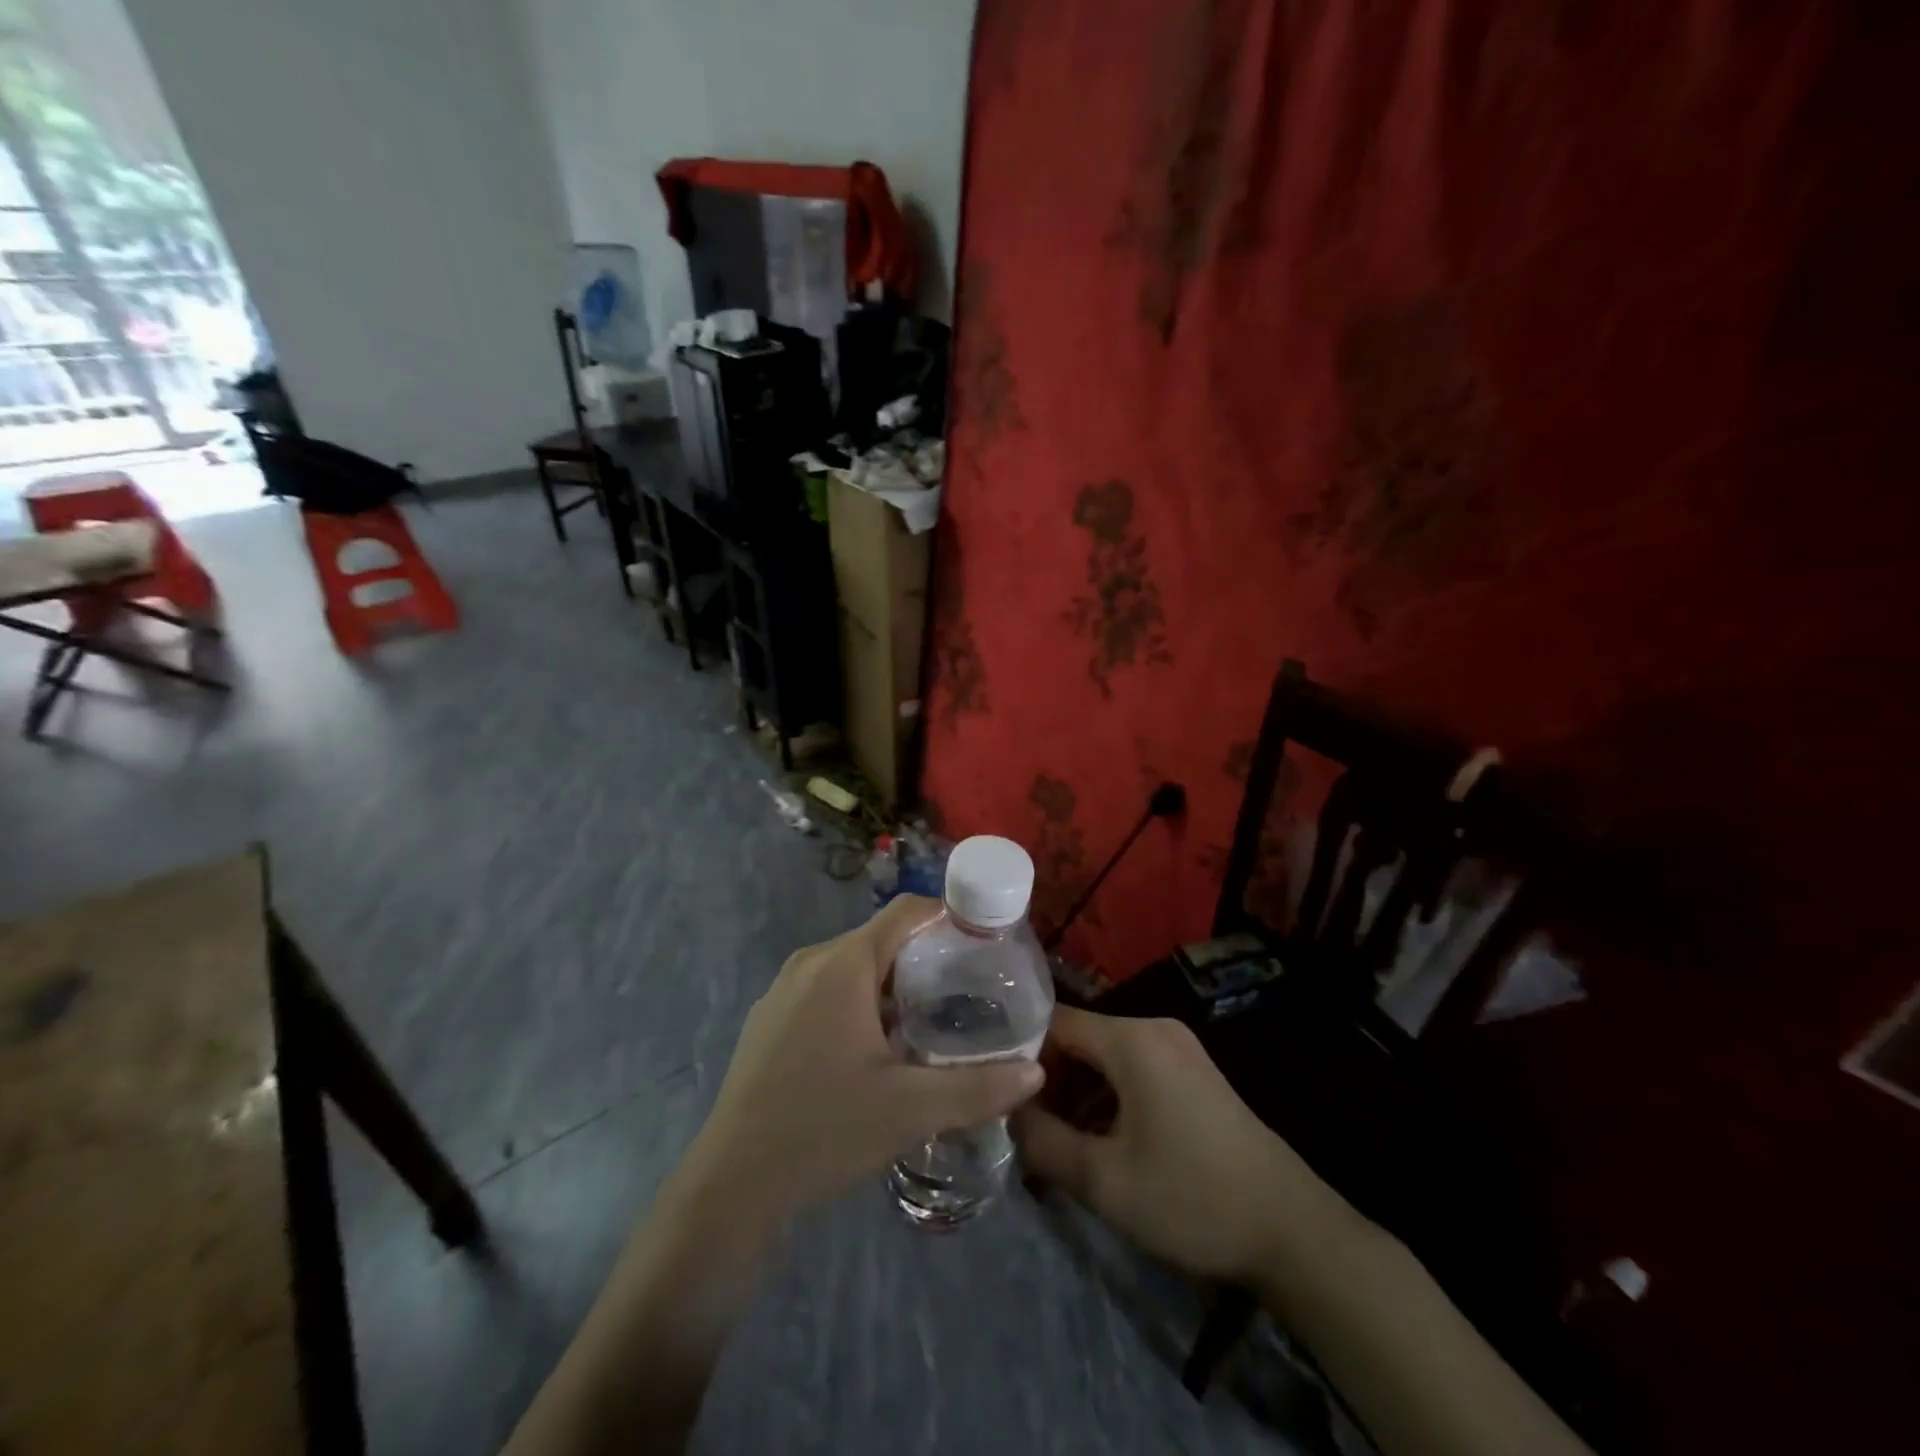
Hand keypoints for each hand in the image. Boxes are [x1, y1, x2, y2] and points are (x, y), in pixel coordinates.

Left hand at [677, 896, 1045, 1227]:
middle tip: (968, 993)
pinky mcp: (769, 1018)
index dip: (949, 917)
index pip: (906, 912)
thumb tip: (1036, 1072)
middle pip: (881, 939)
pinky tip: (876, 1050)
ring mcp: (784, 989)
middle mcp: (811, 962)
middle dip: (926, 959)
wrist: (730, 1185)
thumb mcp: (910, 1109)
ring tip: (931, 1022)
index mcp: (843, 964)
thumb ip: (978, 1088)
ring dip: (893, 985)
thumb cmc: (824, 1131)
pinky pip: (827, 990)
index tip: (985, 944)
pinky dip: (860, 1002)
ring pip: (853, 967)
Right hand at [1011, 1008, 1353, 1287]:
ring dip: (1077, 1090)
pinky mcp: (1193, 1071)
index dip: (1019, 1051)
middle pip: (1081, 1038)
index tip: (993, 1085)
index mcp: (1132, 1038)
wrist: (1291, 1230)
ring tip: (1050, 1134)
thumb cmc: (1191, 1198)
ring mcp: (1178, 1048)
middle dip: (1048, 1077)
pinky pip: (1133, 1069)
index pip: (1055, 1022)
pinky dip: (1107, 1094)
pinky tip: (1097, 1136)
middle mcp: (1154, 1028)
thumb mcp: (1104, 1181)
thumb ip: (1043, 1142)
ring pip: (1106, 1056)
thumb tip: (1006, 1115)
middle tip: (1019, 1120)